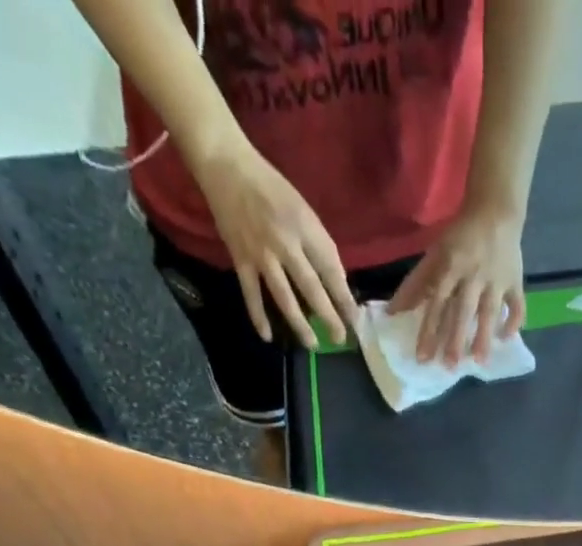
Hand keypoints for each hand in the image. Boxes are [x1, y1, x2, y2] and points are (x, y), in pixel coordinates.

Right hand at [196, 141, 359, 349]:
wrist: (226, 165)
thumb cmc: (270, 186)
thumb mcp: (303, 208)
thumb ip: (317, 243)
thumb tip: (333, 280)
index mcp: (305, 227)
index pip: (330, 269)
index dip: (344, 296)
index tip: (355, 318)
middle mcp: (285, 243)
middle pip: (311, 288)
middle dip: (328, 316)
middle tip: (340, 339)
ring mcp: (262, 254)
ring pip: (284, 298)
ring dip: (299, 324)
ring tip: (312, 345)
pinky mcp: (240, 259)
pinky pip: (251, 294)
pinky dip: (258, 316)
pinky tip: (267, 336)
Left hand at [390, 203, 526, 363]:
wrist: (495, 208)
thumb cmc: (460, 238)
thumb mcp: (435, 254)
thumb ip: (416, 284)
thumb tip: (394, 312)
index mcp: (451, 267)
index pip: (437, 304)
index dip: (429, 330)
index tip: (423, 356)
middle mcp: (473, 275)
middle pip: (463, 311)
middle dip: (456, 339)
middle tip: (450, 366)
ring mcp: (496, 279)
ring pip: (490, 311)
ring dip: (485, 336)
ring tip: (480, 361)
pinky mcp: (515, 280)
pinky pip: (517, 304)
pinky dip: (514, 321)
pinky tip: (506, 339)